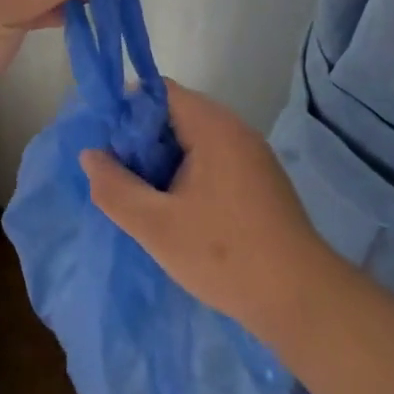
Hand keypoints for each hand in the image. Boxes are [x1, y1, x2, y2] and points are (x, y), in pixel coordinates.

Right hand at [82, 82, 333, 344]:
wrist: (303, 302)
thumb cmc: (224, 256)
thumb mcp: (155, 226)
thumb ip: (114, 188)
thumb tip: (90, 155)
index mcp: (212, 127)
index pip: (158, 91)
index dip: (126, 111)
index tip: (106, 144)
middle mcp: (235, 130)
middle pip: (174, 114)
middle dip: (141, 140)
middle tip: (118, 174)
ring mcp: (252, 156)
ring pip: (192, 140)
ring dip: (163, 161)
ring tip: (143, 196)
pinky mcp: (260, 182)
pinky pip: (212, 160)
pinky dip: (187, 174)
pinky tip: (177, 211)